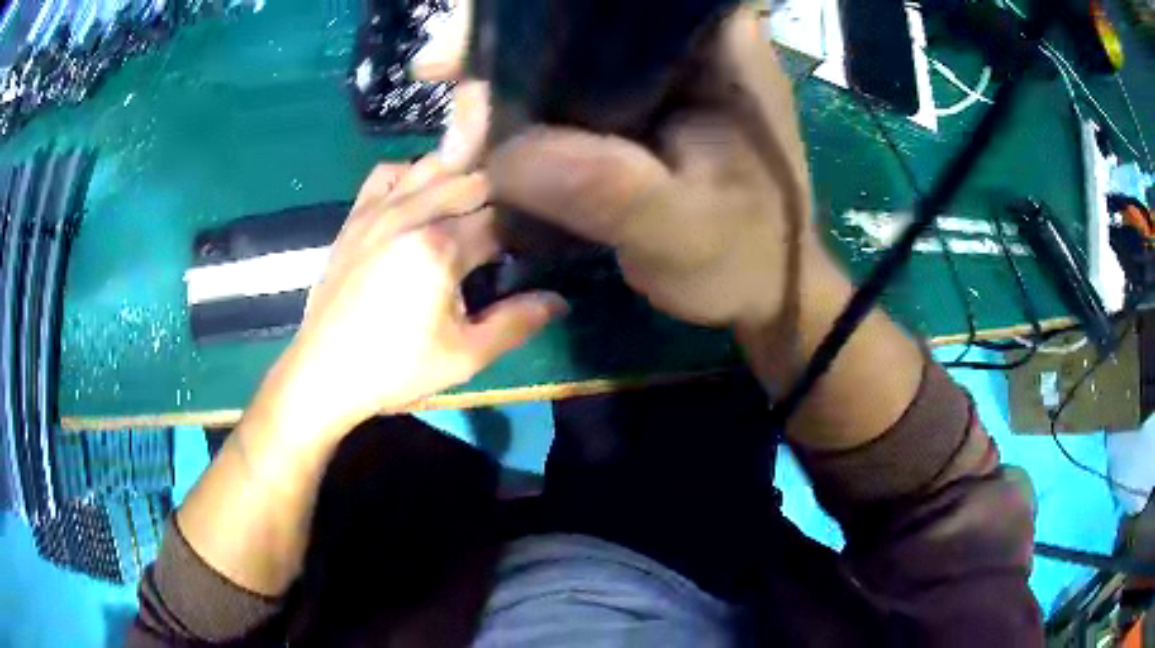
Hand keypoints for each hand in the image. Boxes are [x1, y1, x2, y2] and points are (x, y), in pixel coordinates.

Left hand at [254, 160, 565, 445]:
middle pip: (471, 181)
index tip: (530, 248)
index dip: (522, 232)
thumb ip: (517, 323)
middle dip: (496, 199)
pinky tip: (416, 197)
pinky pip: (387, 173)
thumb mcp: (465, 355)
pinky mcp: (355, 216)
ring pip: (432, 166)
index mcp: (441, 247)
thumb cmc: (395, 369)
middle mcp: (411, 213)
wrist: (323, 373)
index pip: (500, 220)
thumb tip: (560, 301)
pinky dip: (410, 174)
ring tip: (468, 206)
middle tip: (504, 230)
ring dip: (458, 178)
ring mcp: (378, 210)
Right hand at [486, 8, 820, 329]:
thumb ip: (602, 187)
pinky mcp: (646, 99)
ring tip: (462, 129)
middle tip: (448, 88)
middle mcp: (691, 40)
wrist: (764, 290)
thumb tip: (497, 159)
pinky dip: (526, 104)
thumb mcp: (680, 230)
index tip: (467, 47)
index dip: (535, 9)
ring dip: (507, 77)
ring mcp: (666, 68)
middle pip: (580, 15)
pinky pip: (572, 83)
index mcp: (718, 44)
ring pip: (568, 47)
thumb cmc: (743, 259)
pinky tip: (488, 132)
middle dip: (504, 44)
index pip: (620, 0)